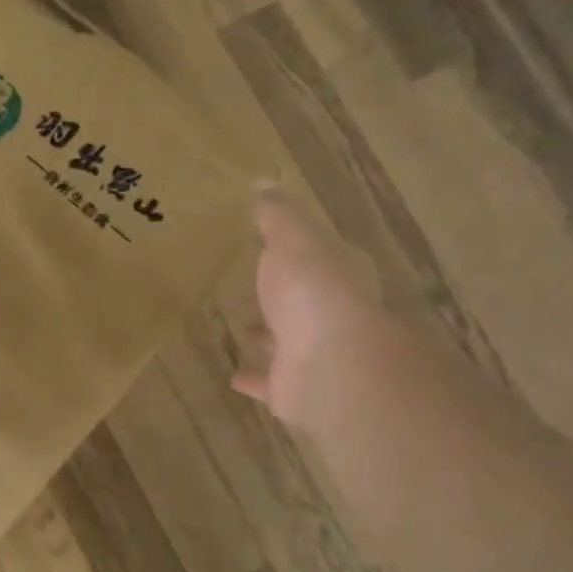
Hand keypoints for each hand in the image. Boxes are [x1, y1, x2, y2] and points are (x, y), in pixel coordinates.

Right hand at [231, 185, 382, 433]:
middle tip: (251, 288)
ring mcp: (316, 354)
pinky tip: (233, 376)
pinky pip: (270, 381)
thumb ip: (276, 215)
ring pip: (288, 341)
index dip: (300, 250)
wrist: (329, 364)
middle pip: (304, 300)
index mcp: (339, 272)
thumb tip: (263, 183)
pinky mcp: (296, 388)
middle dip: (281, 295)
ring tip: (240, 327)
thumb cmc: (312, 290)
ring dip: (268, 335)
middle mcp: (333, 313)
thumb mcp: (291, 239)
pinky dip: (254, 378)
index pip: (322, 256)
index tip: (270, 246)